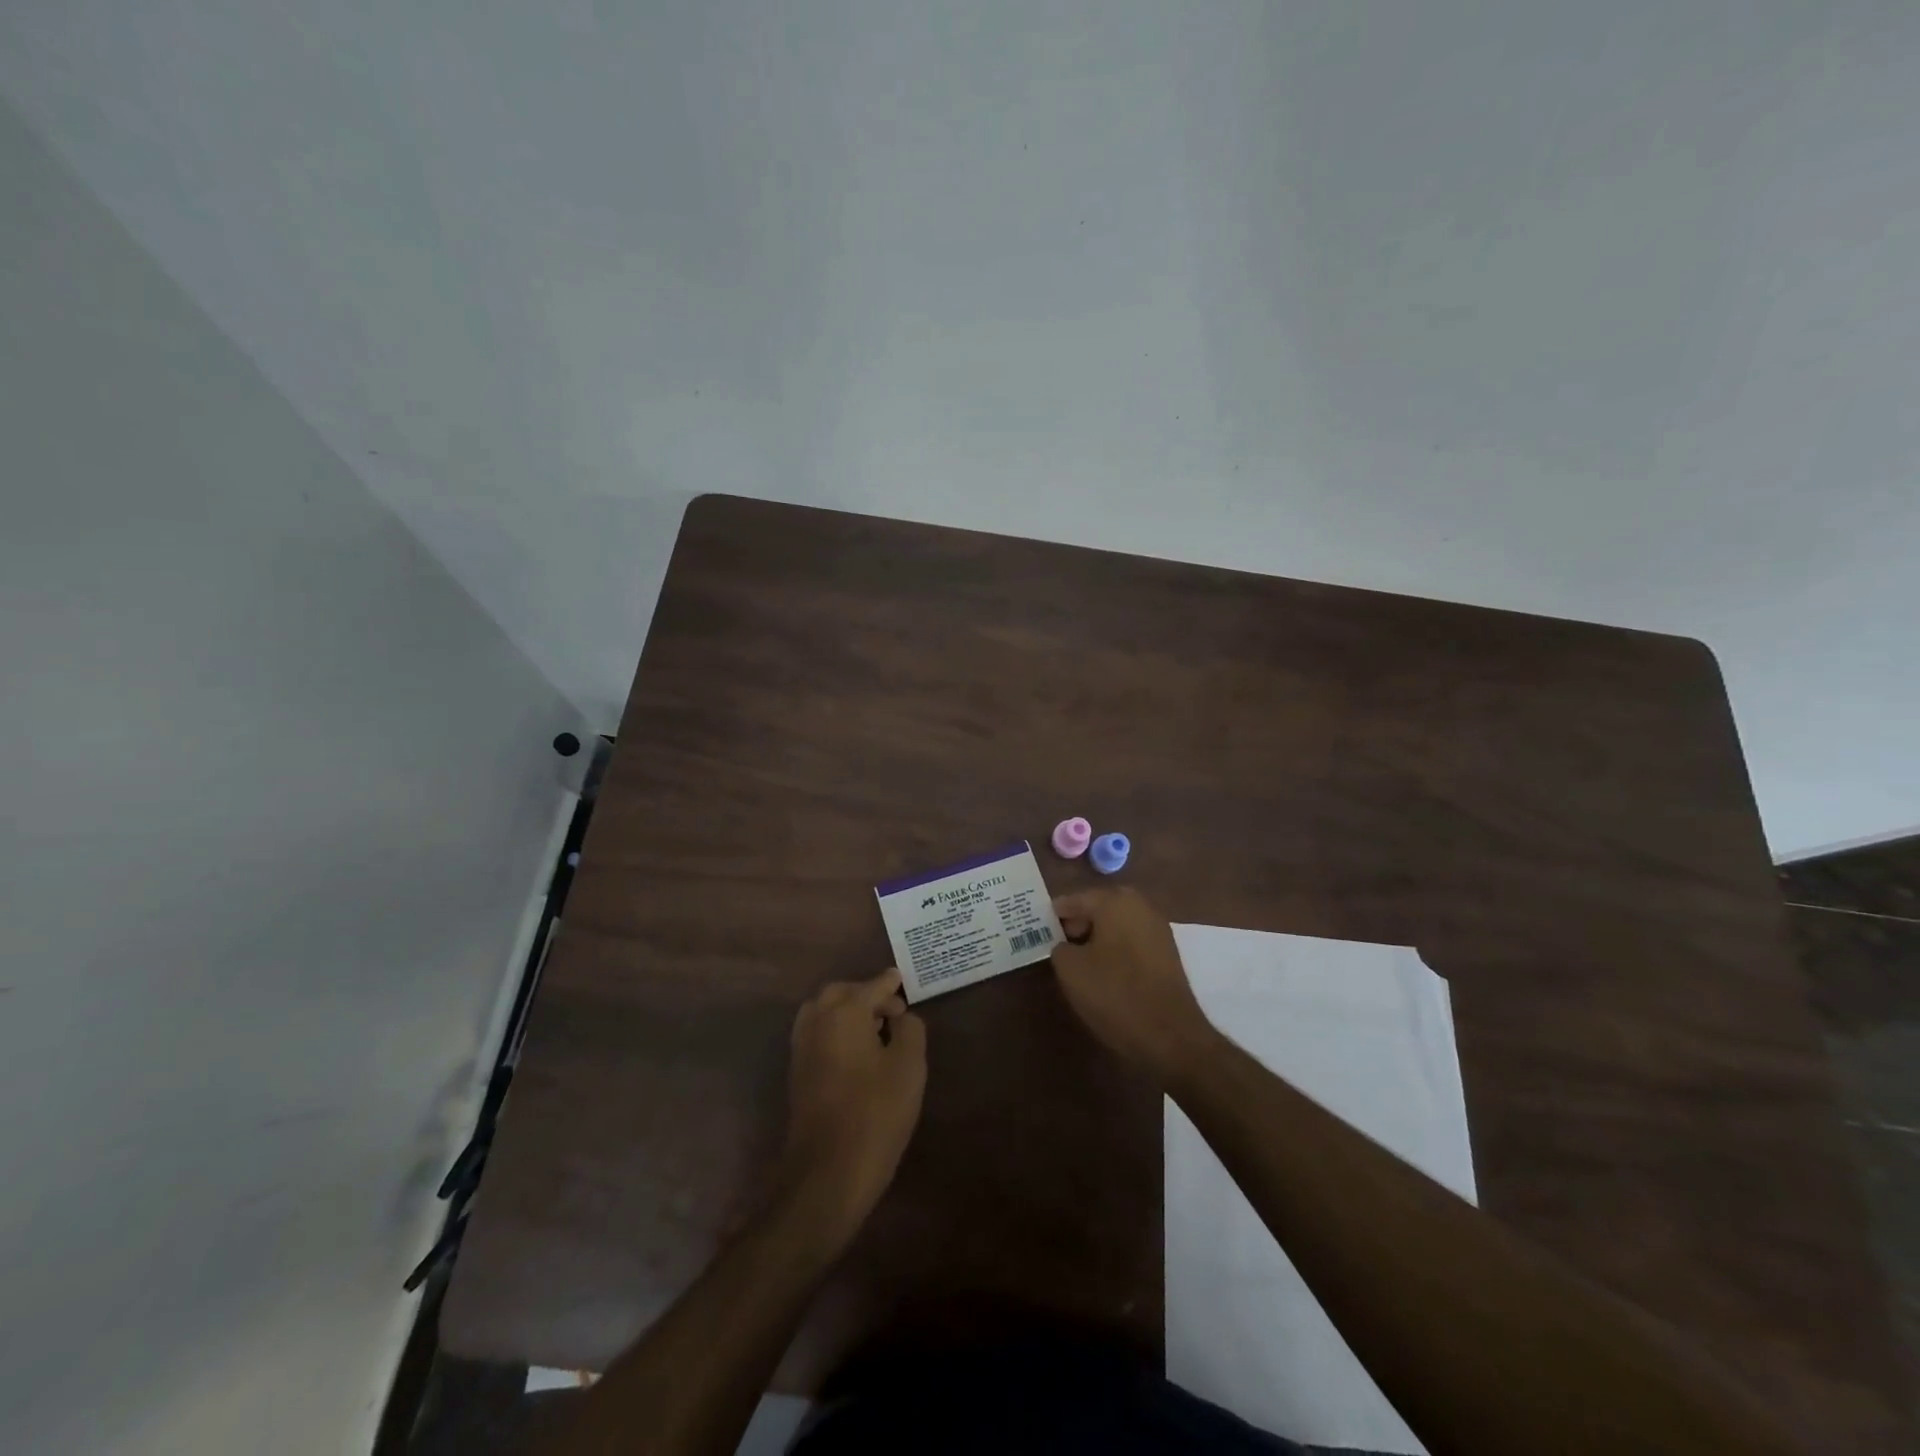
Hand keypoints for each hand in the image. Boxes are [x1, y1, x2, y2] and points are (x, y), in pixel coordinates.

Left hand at [780, 968, 926, 1246]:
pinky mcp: (797, 1072)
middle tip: (892, 1011)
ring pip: (824, 1012)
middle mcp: (817, 1020)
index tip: (902, 979)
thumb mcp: (908, 1067)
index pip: (872, 986)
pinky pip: (817, 1033)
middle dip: (866, 994)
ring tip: (875, 1030)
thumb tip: (902, 1017)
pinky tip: (856, 1051)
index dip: (890, 983)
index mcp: (844, 1011)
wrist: (828, 1170)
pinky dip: (835, 1029)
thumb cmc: (875, 1112)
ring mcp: (802, 1047)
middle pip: (842, 993)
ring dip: (847, 1011)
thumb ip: (910, 1030)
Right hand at [1051, 888, 1217, 1085]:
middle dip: (1076, 925)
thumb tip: (1065, 946)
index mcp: (1115, 901)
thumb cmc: (1114, 993)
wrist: (1170, 1035)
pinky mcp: (1166, 954)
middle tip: (1055, 945)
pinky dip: (1114, 951)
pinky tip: (1102, 973)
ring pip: (1116, 926)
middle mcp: (1140, 906)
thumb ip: (1059, 947)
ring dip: (1096, 939)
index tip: (1036, 929)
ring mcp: (1157, 930)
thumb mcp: (1070, 969)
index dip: (1053, 915)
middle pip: (1098, 909)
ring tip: (1076, 962)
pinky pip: (1131, 942)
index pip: (1074, 900)